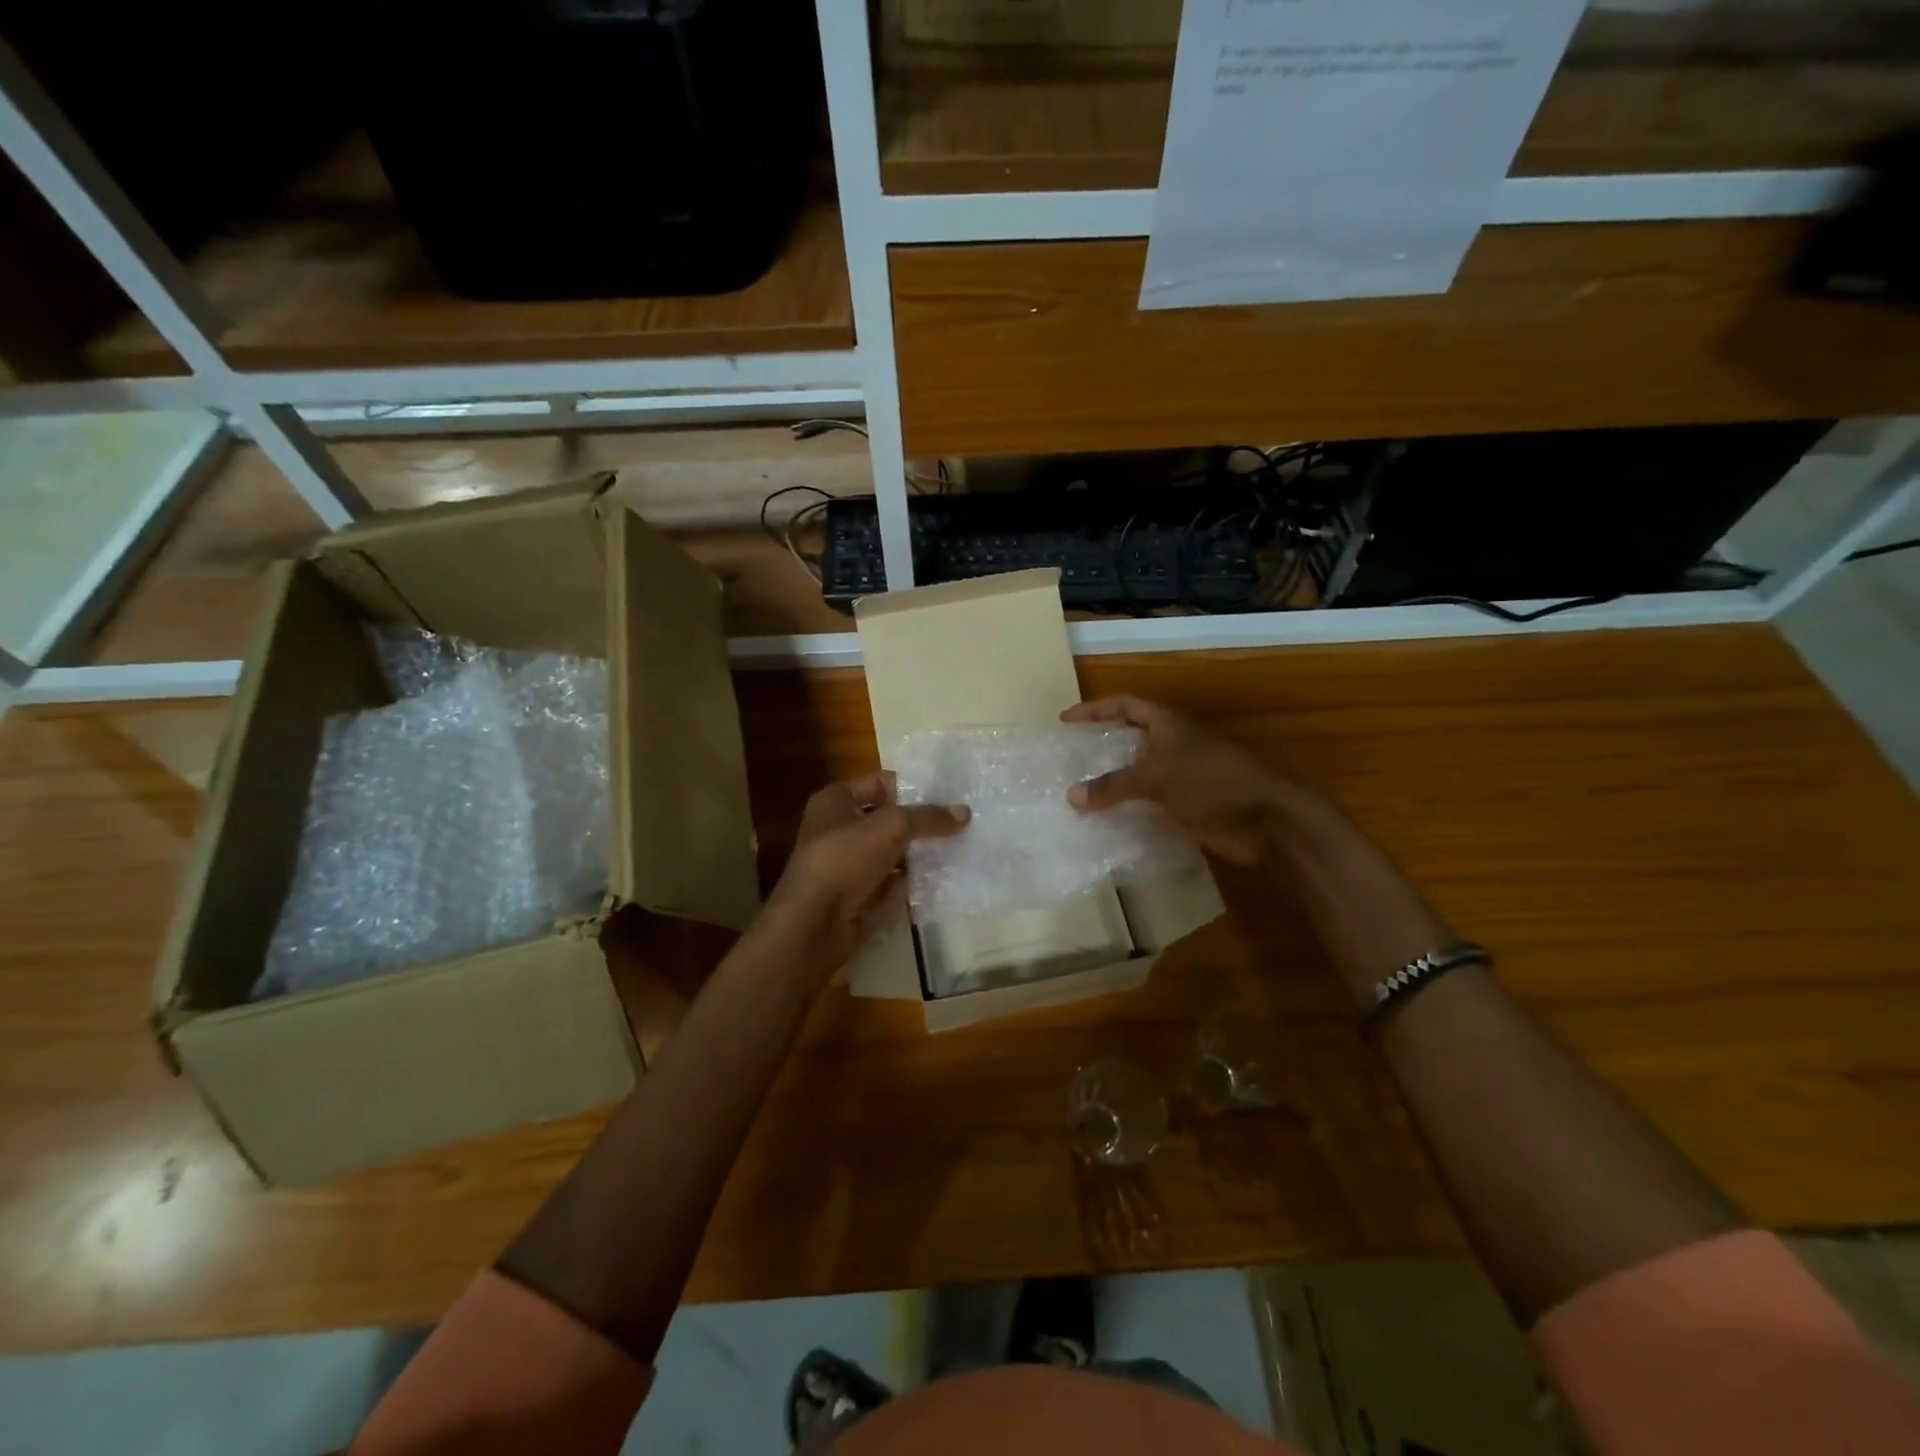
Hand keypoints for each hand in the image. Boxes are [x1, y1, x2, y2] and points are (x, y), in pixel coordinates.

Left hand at [759, 772, 968, 976]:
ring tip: (962, 844)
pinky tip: (946, 874)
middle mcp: (840, 827)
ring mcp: (851, 863)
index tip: (948, 793)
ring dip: (922, 849)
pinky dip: (915, 877)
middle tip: (961, 819)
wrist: (814, 924)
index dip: (911, 785)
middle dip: (921, 819)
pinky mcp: (861, 893)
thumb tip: (965, 812)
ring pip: (894, 849)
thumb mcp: (891, 827)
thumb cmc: (844, 859)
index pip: (880, 781)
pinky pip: (895, 879)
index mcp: (836, 800)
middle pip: (889, 816)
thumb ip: (928, 817)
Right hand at [1062, 696, 1292, 866]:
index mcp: (1169, 723)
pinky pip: (1151, 801)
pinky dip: (1131, 807)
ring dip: (1115, 780)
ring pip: (1140, 771)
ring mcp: (1184, 774)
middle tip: (1072, 756)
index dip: (1094, 709)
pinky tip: (1110, 820)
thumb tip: (1071, 796)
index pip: (1124, 705)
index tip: (1065, 721)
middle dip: (1103, 745)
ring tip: (1082, 790)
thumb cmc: (1211, 782)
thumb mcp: (1156, 778)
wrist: (1266, 819)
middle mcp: (1175, 743)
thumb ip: (1113, 785)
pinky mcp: (1190, 803)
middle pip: (1132, 737)